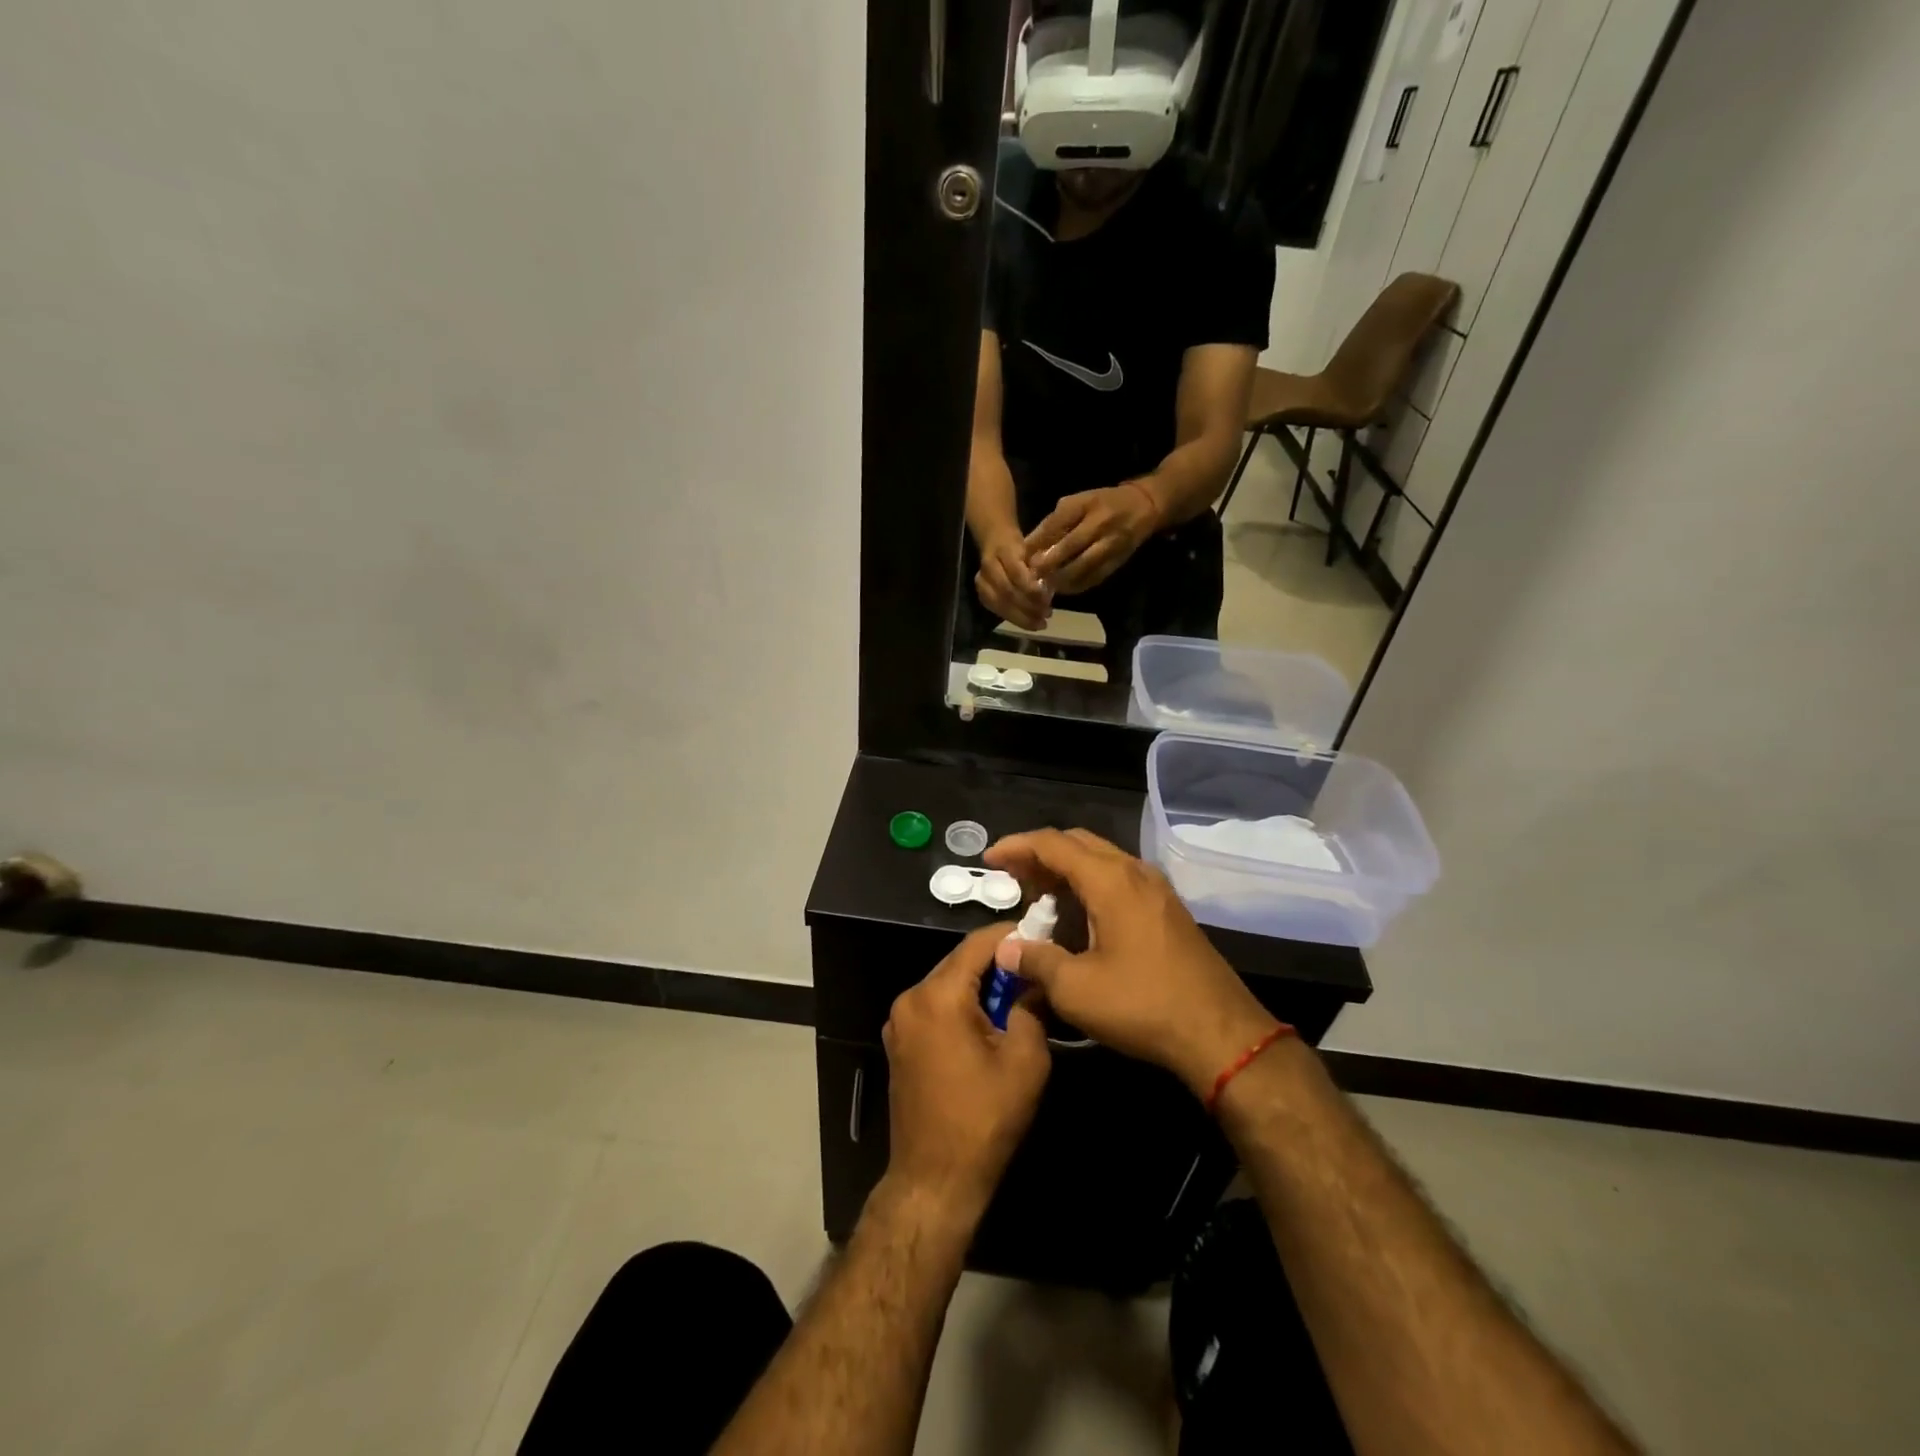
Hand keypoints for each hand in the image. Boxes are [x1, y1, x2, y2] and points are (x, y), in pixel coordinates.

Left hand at [882, 923, 1051, 1227]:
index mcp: (937, 996)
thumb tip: (1036, 979)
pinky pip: (935, 1007)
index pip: (978, 944)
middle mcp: (910, 999)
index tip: (1043, 936)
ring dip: (980, 985)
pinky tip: (989, 1022)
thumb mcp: (1024, 1061)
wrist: (934, 1180)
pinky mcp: (899, 1042)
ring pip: (948, 984)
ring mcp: (899, 1021)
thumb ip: (1031, 1007)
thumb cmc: (983, 1120)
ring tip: (1019, 995)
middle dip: (998, 963)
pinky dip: (962, 1005)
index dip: (1012, 936)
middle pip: (960, 962)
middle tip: (1036, 969)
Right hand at [974, 530, 1051, 631]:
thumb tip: (1048, 591)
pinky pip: (997, 610)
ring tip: (1040, 623)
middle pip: (1006, 592)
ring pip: (1000, 605)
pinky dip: (1014, 618)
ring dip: (1022, 618)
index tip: (1047, 600)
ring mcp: (982, 581)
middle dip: (1028, 607)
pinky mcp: (981, 593)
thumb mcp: (1034, 549)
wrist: (996, 539)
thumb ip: (1039, 568)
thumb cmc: (1021, 545)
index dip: (1030, 589)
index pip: (1016, 573)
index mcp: (1004, 550)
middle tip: (1047, 616)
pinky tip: (1029, 622)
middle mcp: (989, 566)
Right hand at [984, 829, 1278, 1098]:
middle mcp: (1134, 872)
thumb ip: (1034, 961)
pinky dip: (1089, 884)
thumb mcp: (1076, 989)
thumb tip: (1005, 949)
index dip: (1017, 846)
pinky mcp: (1167, 909)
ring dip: (1066, 869)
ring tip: (1038, 895)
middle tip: (1011, 876)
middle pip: (1078, 843)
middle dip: (1040, 854)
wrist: (1221, 1033)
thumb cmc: (1143, 1005)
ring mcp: (1156, 889)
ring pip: (1101, 860)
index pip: (1054, 844)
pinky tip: (1077, 915)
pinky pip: (1119, 878)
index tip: (990, 859)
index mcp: (1110, 880)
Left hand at [1023, 483, 1160, 594]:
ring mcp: (1111, 544)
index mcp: (1087, 504)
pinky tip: (1063, 589)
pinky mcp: (1117, 560)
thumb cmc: (1102, 503)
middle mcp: (1100, 523)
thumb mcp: (1077, 502)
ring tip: (1044, 586)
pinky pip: (1095, 577)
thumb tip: (1029, 545)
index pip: (1058, 523)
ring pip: (1083, 565)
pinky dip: (1077, 585)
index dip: (1039, 541)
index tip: (1023, 555)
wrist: (1143, 508)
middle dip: (1049, 562)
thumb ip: (1054, 522)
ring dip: (1061, 578)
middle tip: (1031, 574)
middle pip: (1071, 546)